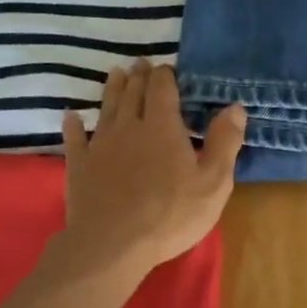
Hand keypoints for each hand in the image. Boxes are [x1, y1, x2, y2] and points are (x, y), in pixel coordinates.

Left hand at [56, 62, 244, 281]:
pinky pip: (75, 138)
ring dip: (112, 89)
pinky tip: (71, 116)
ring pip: (106, 108)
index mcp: (163, 127)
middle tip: (140, 63)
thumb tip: (235, 107)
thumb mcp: (212, 183)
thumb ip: (224, 142)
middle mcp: (129, 127)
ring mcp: (100, 145)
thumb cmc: (170, 215)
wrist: (112, 244)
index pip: (162, 89)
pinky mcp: (79, 165)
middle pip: (133, 93)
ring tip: (115, 74)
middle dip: (139, 77)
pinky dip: (73, 124)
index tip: (167, 68)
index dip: (165, 76)